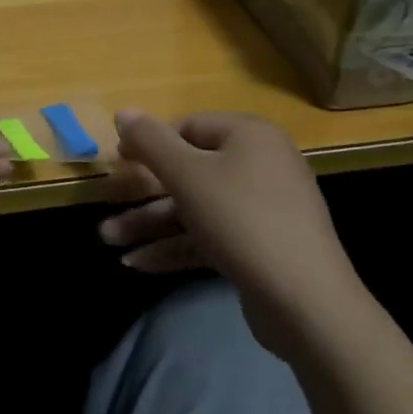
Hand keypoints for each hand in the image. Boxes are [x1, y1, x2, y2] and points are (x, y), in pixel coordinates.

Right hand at [103, 110, 361, 317]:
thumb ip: (150, 141)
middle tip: (106, 207)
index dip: (148, 143)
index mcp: (248, 135)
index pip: (188, 126)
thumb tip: (122, 110)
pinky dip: (176, 246)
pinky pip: (210, 236)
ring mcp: (262, 208)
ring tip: (108, 242)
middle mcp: (259, 164)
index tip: (117, 164)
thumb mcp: (187, 175)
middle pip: (188, 171)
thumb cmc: (241, 220)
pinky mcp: (260, 247)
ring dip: (150, 224)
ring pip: (194, 208)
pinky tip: (138, 264)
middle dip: (143, 194)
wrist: (306, 302)